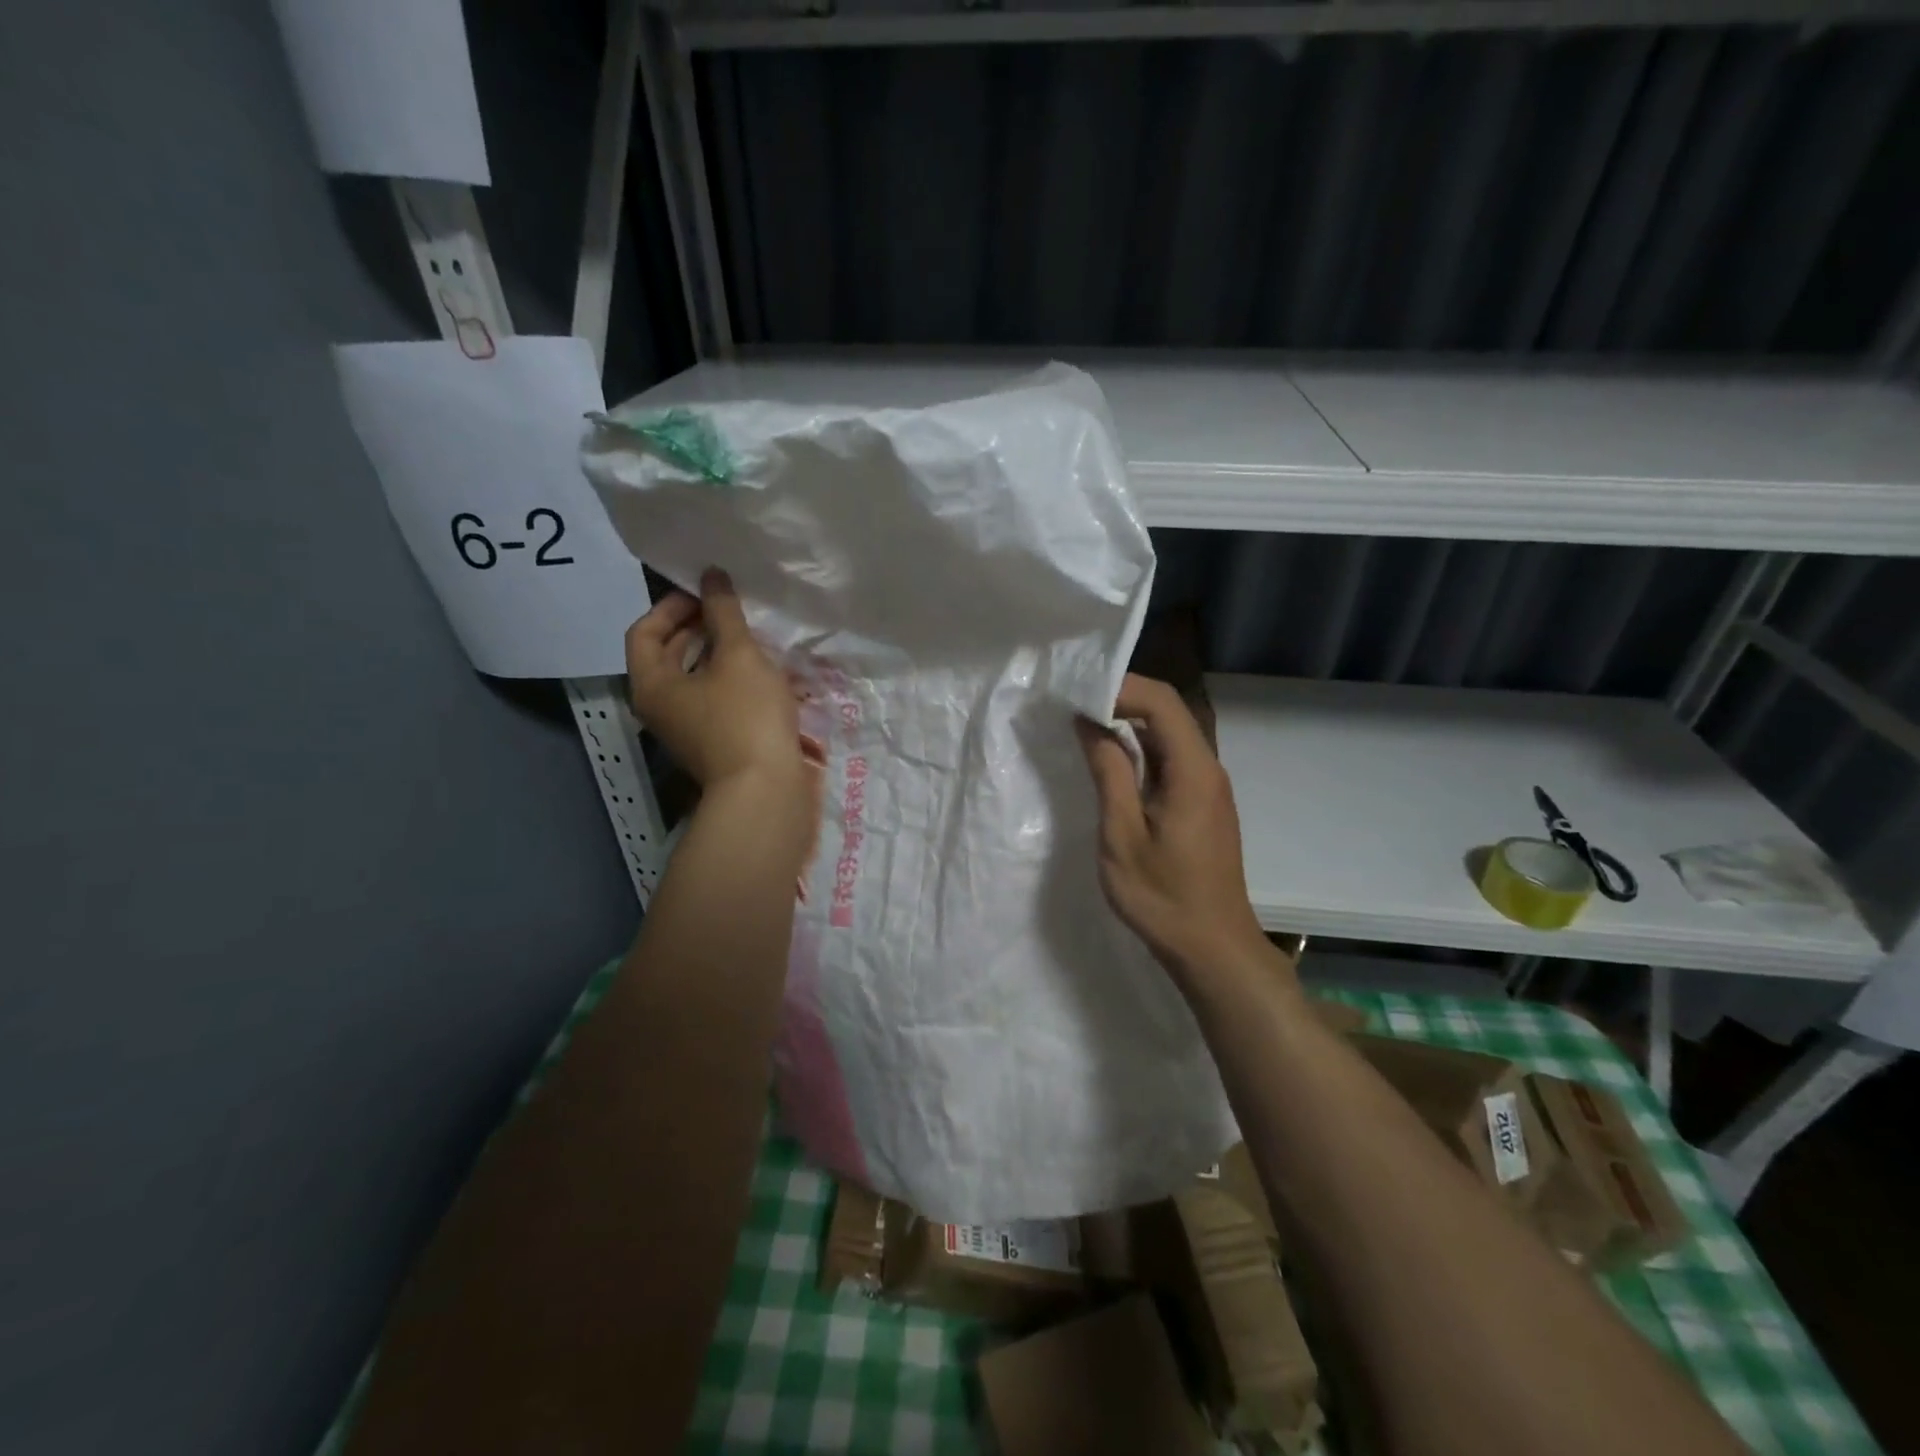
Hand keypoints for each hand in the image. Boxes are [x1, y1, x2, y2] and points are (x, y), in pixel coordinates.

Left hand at [625, 568, 800, 793]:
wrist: (765, 790)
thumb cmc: (745, 716)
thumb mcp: (738, 656)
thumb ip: (724, 613)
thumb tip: (711, 575)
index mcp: (651, 684)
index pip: (643, 631)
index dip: (671, 606)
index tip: (706, 594)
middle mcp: (659, 707)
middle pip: (666, 655)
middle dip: (696, 627)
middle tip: (729, 610)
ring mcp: (686, 729)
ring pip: (693, 678)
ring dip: (716, 653)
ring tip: (749, 637)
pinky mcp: (713, 742)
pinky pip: (713, 699)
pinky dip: (729, 679)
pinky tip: (761, 672)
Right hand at [1075, 674, 1279, 989]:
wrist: (1212, 947)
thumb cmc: (1162, 896)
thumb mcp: (1122, 835)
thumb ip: (1109, 773)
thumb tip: (1090, 722)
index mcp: (1193, 770)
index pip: (1161, 701)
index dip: (1120, 688)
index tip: (1077, 697)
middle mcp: (1208, 767)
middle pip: (1168, 711)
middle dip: (1121, 700)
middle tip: (1073, 707)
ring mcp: (1208, 785)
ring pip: (1168, 734)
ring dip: (1128, 724)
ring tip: (1083, 728)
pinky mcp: (1202, 802)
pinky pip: (1170, 758)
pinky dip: (1139, 749)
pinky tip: (1110, 761)